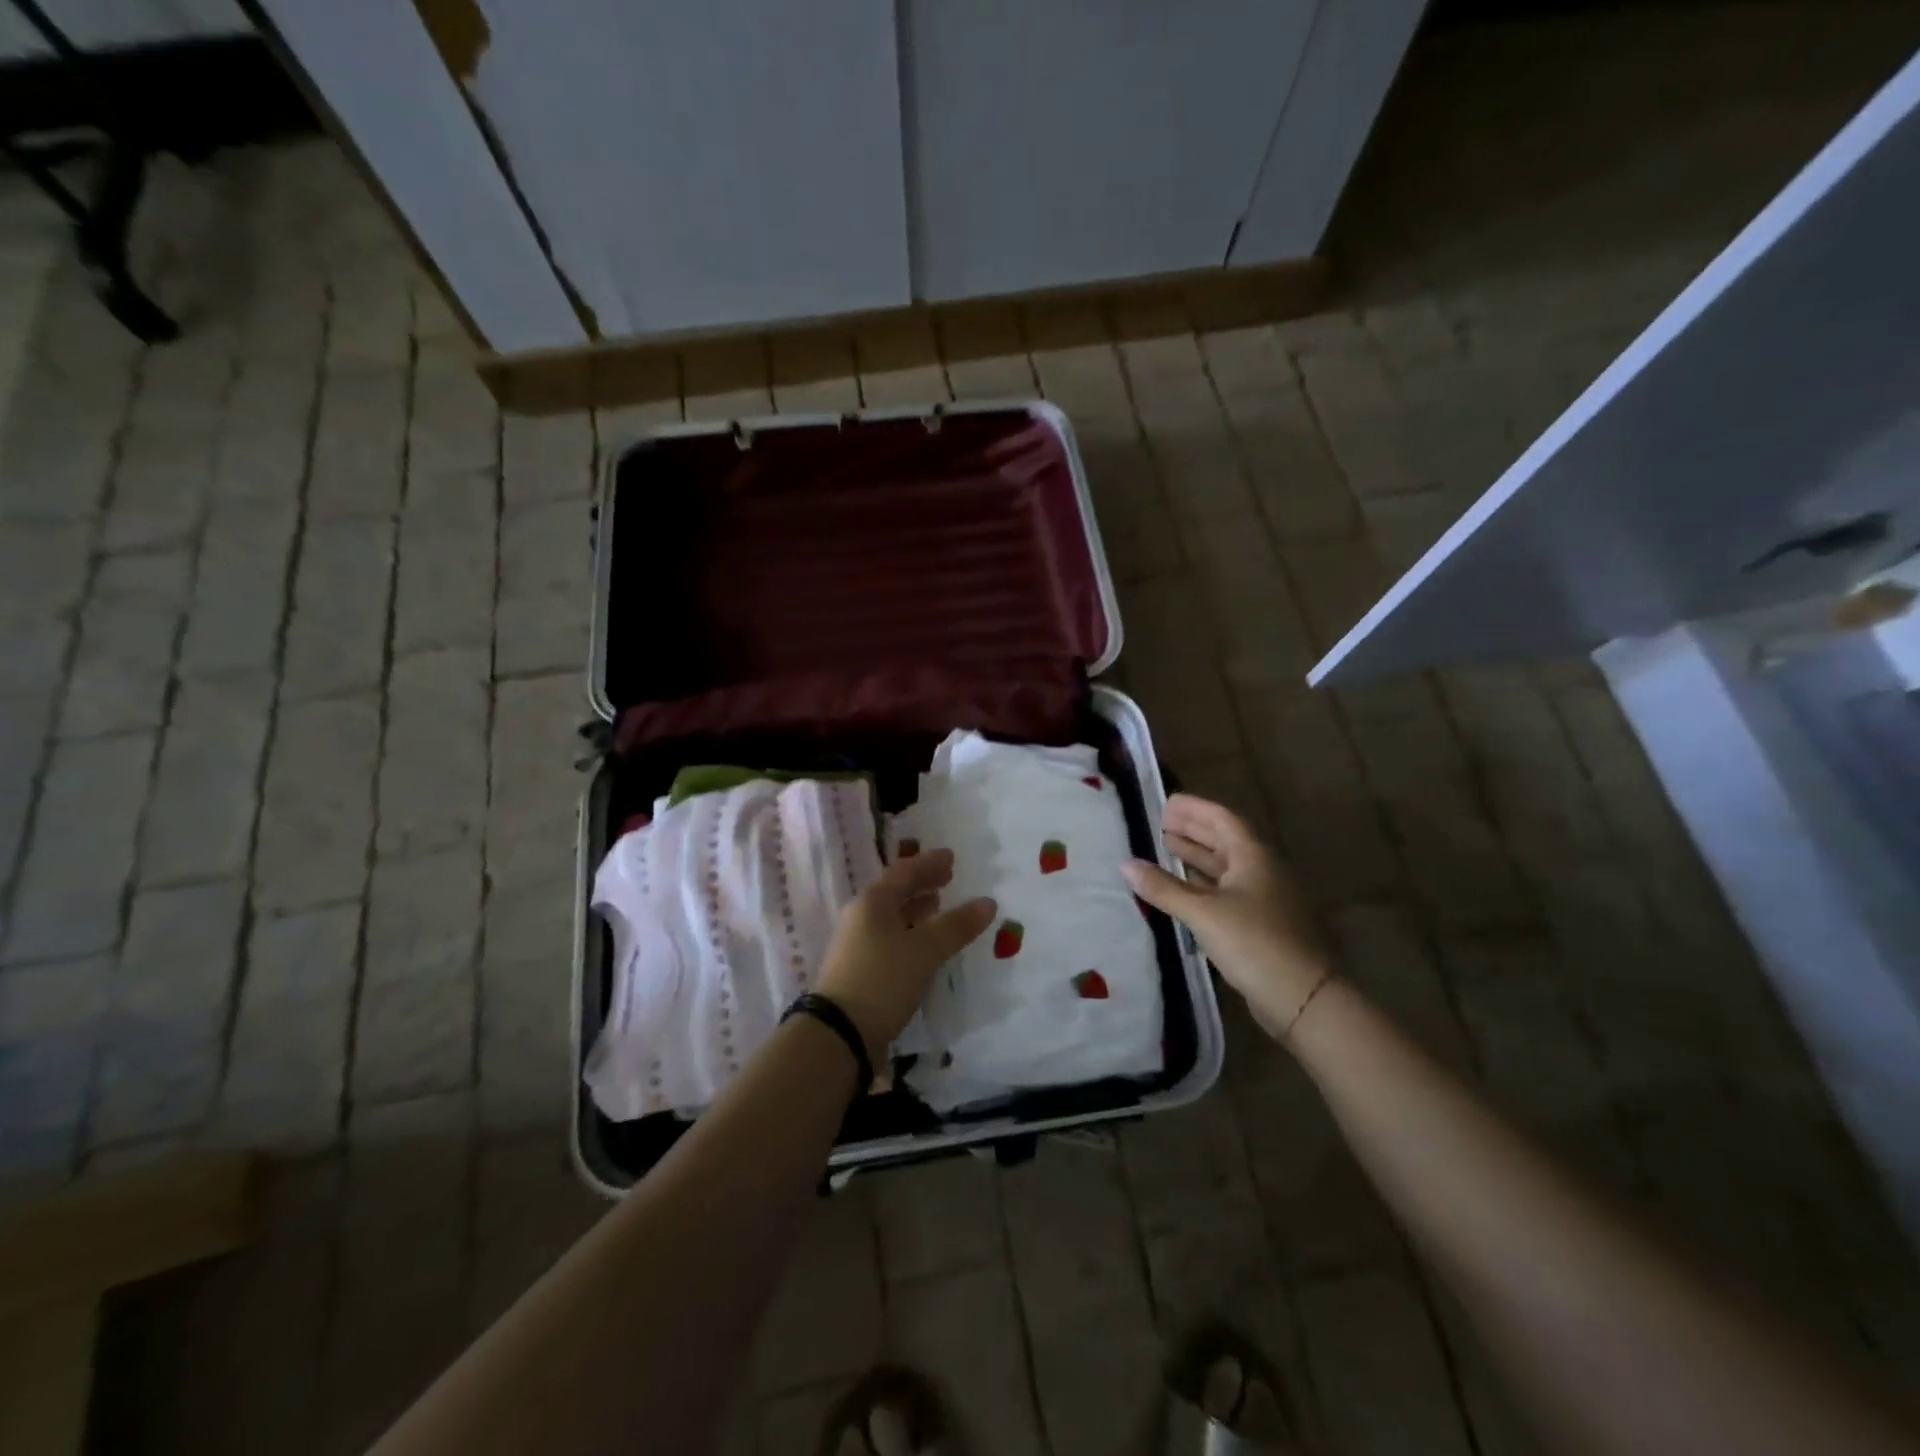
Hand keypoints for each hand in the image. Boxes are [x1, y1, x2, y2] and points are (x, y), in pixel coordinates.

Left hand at [816, 848, 996, 1060]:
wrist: (839, 1033)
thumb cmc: (882, 979)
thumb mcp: (924, 950)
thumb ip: (956, 926)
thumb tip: (988, 902)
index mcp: (872, 902)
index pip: (904, 872)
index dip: (928, 863)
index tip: (951, 856)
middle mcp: (861, 918)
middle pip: (895, 893)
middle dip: (922, 884)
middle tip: (948, 878)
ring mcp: (858, 945)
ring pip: (892, 917)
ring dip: (916, 910)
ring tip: (939, 907)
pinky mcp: (861, 970)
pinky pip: (891, 939)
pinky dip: (911, 934)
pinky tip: (926, 945)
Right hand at [1121, 794, 1330, 1037]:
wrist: (1302, 997)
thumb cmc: (1254, 942)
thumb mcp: (1203, 912)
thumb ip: (1163, 888)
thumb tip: (1125, 865)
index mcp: (1253, 857)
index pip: (1221, 819)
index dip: (1194, 808)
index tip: (1167, 802)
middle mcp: (1260, 871)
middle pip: (1223, 841)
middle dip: (1192, 830)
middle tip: (1160, 823)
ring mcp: (1262, 899)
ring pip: (1224, 868)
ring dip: (1196, 856)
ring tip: (1164, 848)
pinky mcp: (1258, 924)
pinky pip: (1225, 892)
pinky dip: (1201, 884)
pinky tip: (1182, 889)